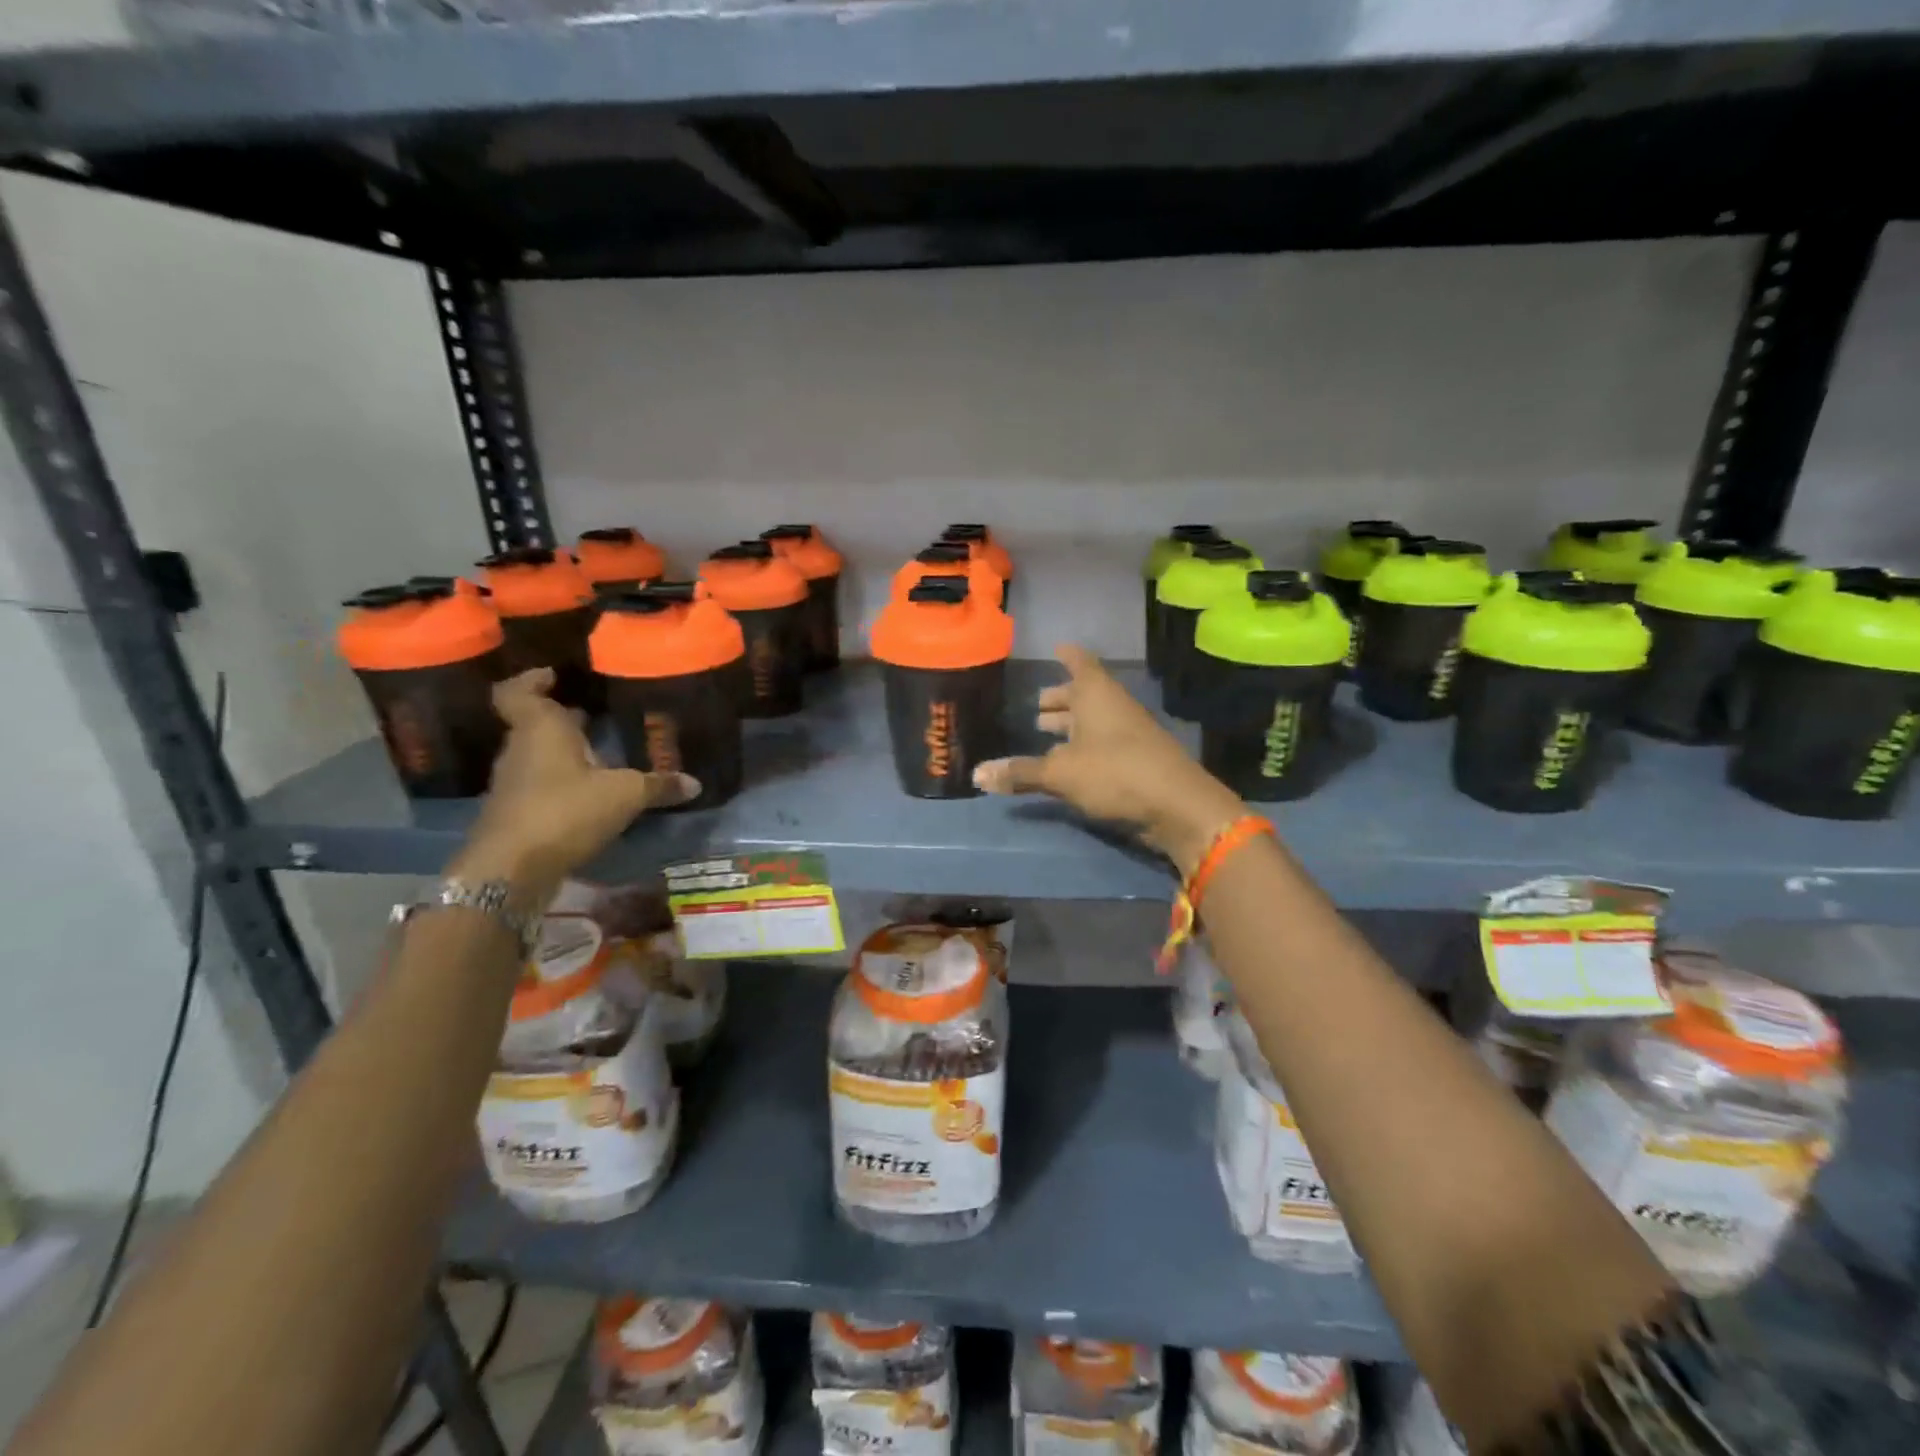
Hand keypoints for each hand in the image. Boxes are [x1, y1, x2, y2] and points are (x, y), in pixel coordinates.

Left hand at [451, 670, 696, 900]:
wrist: (510, 870)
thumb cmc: (565, 811)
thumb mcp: (625, 795)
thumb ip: (658, 785)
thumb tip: (694, 783)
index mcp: (541, 729)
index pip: (519, 692)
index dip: (533, 680)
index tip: (555, 675)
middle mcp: (521, 750)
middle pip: (535, 724)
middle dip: (563, 719)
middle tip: (596, 716)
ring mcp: (514, 783)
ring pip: (539, 756)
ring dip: (564, 754)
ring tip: (601, 756)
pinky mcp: (516, 813)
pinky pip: (540, 786)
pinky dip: (562, 784)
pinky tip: (591, 796)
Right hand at [973, 645, 1244, 873]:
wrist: (1178, 806)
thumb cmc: (1114, 774)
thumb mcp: (1060, 774)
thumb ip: (1020, 772)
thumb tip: (977, 774)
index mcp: (1096, 694)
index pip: (1080, 662)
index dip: (1067, 655)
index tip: (1056, 648)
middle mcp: (1114, 706)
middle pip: (1085, 693)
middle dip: (1061, 697)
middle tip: (1037, 705)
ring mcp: (1129, 732)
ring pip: (1096, 719)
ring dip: (1072, 723)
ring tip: (1046, 731)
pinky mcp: (1137, 758)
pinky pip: (1104, 741)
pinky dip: (1085, 745)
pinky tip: (1070, 761)